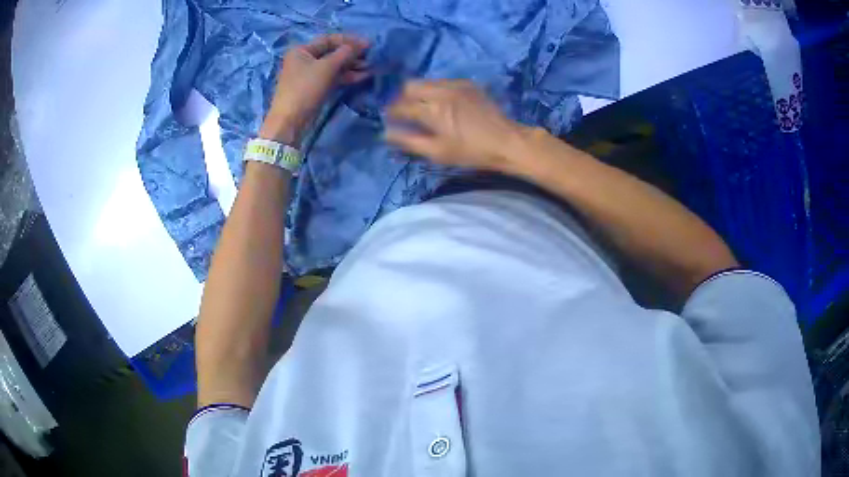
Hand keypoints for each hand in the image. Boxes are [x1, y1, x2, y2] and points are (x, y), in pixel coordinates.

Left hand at [260, 34, 369, 144]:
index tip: (368, 44)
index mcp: (302, 50)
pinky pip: (333, 77)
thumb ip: (345, 53)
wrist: (290, 121)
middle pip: (332, 52)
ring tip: (371, 67)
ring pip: (334, 66)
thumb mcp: (326, 67)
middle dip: (352, 54)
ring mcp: (309, 74)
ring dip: (352, 66)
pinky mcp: (315, 88)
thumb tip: (361, 44)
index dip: (349, 40)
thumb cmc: (305, 89)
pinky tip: (363, 76)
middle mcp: (304, 59)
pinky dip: (346, 76)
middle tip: (371, 57)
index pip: (329, 40)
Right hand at [384, 80, 529, 171]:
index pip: (401, 106)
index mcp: (432, 110)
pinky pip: (443, 81)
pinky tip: (443, 103)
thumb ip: (410, 141)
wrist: (507, 141)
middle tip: (405, 111)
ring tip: (423, 107)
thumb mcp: (438, 152)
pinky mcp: (468, 84)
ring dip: (419, 92)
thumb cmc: (471, 152)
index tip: (390, 119)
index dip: (391, 112)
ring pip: (426, 81)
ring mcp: (455, 85)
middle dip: (403, 97)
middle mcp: (440, 91)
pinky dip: (436, 90)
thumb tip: (386, 133)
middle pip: (410, 86)